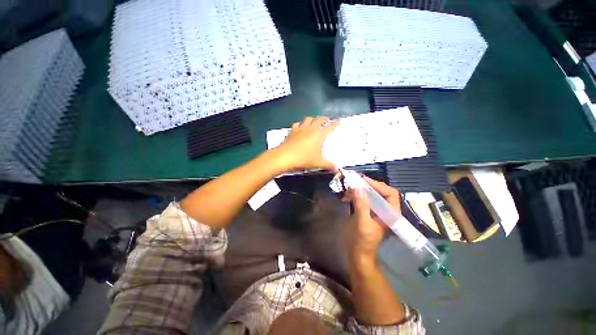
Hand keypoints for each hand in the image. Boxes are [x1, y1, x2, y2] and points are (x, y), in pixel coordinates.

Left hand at [274, 116, 338, 170]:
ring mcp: (300, 129)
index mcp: (319, 135)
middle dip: (324, 118)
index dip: (335, 123)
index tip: (339, 121)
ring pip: (308, 119)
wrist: (285, 157)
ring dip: (312, 119)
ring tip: (314, 121)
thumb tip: (336, 169)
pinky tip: (300, 127)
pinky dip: (300, 124)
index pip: (329, 127)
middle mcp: (310, 129)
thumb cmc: (304, 158)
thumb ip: (328, 165)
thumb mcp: (318, 163)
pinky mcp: (292, 131)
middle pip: (319, 119)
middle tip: (327, 120)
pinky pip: (297, 124)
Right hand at [343, 176, 400, 265]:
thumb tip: (358, 187)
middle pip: (380, 192)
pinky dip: (355, 196)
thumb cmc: (363, 241)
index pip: (390, 193)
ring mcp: (376, 211)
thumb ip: (361, 205)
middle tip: (354, 181)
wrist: (358, 255)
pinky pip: (363, 199)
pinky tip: (346, 197)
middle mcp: (385, 210)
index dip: (378, 185)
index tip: (363, 180)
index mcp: (390, 214)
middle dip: (367, 186)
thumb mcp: (362, 223)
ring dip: (359, 190)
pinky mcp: (367, 212)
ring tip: (348, 189)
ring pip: (370, 195)